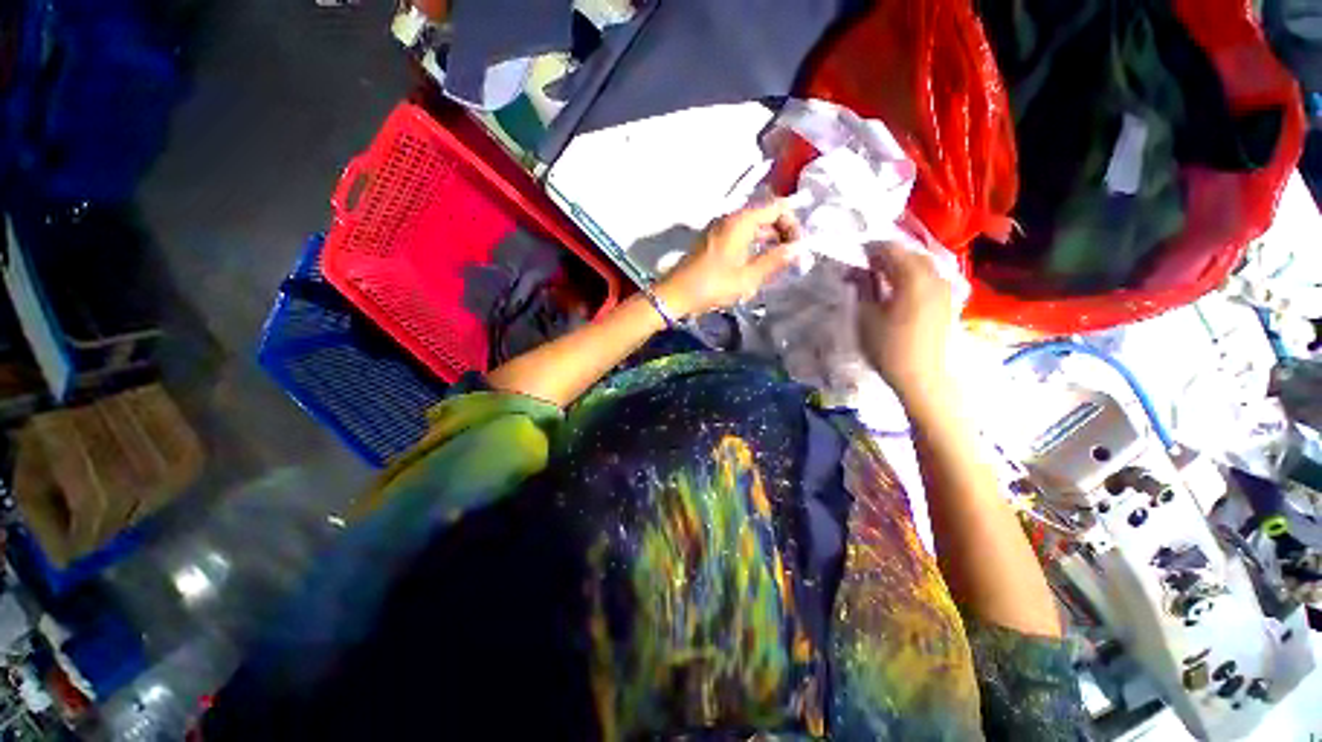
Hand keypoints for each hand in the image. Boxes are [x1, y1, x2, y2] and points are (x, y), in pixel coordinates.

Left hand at [654, 201, 800, 317]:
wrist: (676, 294)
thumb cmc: (713, 285)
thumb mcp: (748, 277)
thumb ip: (775, 260)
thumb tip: (799, 248)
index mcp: (741, 221)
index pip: (777, 207)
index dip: (793, 223)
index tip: (801, 245)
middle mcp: (730, 218)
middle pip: (765, 215)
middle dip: (782, 232)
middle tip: (793, 255)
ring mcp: (719, 229)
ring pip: (752, 227)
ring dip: (768, 240)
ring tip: (779, 262)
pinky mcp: (712, 241)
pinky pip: (740, 236)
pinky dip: (754, 245)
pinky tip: (759, 263)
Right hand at [858, 244, 955, 403]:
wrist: (924, 377)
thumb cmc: (889, 348)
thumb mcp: (866, 317)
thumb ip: (862, 288)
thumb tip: (856, 271)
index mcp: (913, 277)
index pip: (890, 248)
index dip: (869, 249)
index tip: (852, 256)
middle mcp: (934, 276)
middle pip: (909, 253)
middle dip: (885, 255)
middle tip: (863, 266)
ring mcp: (945, 288)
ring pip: (920, 265)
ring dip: (899, 265)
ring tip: (879, 277)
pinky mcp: (947, 301)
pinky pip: (928, 278)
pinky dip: (911, 276)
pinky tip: (898, 289)